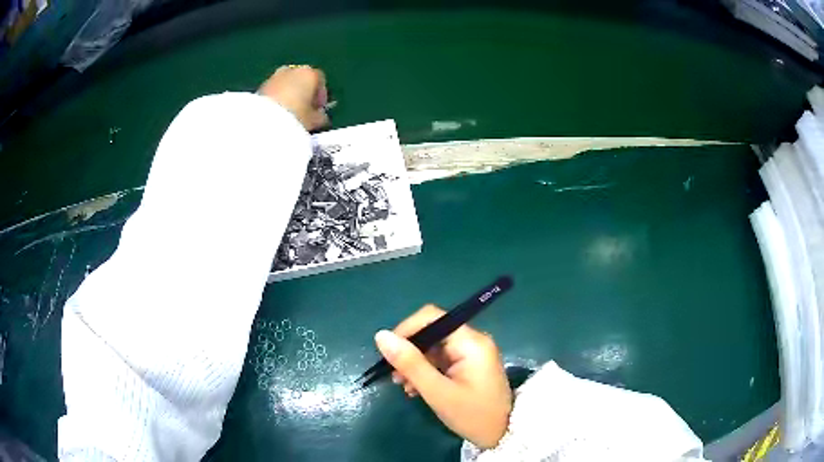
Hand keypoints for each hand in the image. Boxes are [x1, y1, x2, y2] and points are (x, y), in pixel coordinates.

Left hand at [258, 65, 328, 130]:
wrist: (264, 121)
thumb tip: (321, 117)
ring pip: (286, 83)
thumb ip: (319, 116)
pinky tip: (276, 113)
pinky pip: (274, 90)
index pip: (320, 80)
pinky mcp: (260, 86)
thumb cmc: (295, 117)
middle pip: (301, 79)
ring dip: (288, 94)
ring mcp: (274, 76)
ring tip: (288, 114)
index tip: (318, 110)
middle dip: (303, 92)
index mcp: (309, 73)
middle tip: (303, 110)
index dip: (320, 95)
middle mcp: (292, 70)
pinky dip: (276, 98)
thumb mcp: (313, 121)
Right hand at [374, 305, 512, 448]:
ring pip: (434, 348)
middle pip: (432, 333)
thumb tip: (381, 336)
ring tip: (404, 386)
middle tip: (395, 376)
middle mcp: (473, 341)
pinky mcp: (469, 365)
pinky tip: (416, 389)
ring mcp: (472, 353)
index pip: (432, 317)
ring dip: (416, 364)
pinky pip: (442, 360)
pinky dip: (427, 371)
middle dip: (410, 352)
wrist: (502, 435)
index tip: (389, 353)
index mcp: (470, 342)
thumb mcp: (438, 392)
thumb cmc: (472, 415)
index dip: (406, 330)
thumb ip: (410, 363)